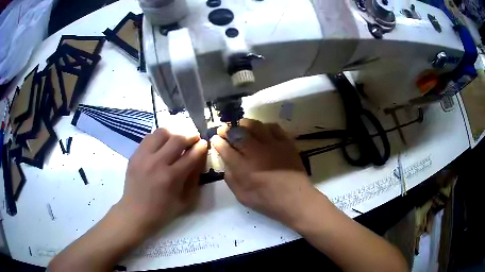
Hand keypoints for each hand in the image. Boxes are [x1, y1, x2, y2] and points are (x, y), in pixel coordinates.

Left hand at [118, 128, 207, 233]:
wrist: (135, 212)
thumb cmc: (163, 211)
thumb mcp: (186, 201)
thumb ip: (194, 179)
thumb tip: (199, 159)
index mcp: (171, 177)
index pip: (191, 155)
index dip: (200, 147)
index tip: (203, 143)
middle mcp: (157, 163)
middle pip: (177, 139)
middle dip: (189, 136)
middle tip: (194, 138)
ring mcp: (143, 157)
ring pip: (161, 133)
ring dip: (173, 134)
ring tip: (176, 140)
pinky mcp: (134, 155)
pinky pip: (148, 138)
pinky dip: (158, 138)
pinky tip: (162, 145)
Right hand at [211, 119, 320, 227]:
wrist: (295, 199)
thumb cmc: (268, 201)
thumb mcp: (242, 196)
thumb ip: (230, 179)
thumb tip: (226, 163)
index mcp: (243, 168)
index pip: (225, 149)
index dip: (218, 142)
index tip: (215, 139)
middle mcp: (256, 153)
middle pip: (238, 134)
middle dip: (227, 130)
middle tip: (224, 130)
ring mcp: (272, 145)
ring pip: (255, 126)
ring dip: (244, 124)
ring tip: (240, 126)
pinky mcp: (286, 142)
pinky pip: (273, 127)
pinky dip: (264, 126)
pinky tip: (261, 130)